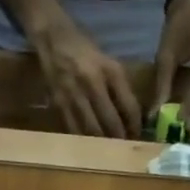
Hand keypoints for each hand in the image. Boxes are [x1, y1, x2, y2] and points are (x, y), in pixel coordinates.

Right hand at [32, 15, 141, 137]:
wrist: (52, 38)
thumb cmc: (85, 50)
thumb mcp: (108, 62)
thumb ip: (120, 87)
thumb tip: (131, 118)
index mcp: (110, 70)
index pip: (129, 106)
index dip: (135, 125)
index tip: (137, 136)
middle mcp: (92, 82)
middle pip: (111, 122)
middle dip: (120, 139)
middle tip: (124, 149)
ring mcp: (74, 94)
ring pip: (92, 130)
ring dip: (103, 144)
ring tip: (109, 152)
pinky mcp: (59, 104)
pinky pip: (74, 129)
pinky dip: (84, 141)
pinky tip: (90, 146)